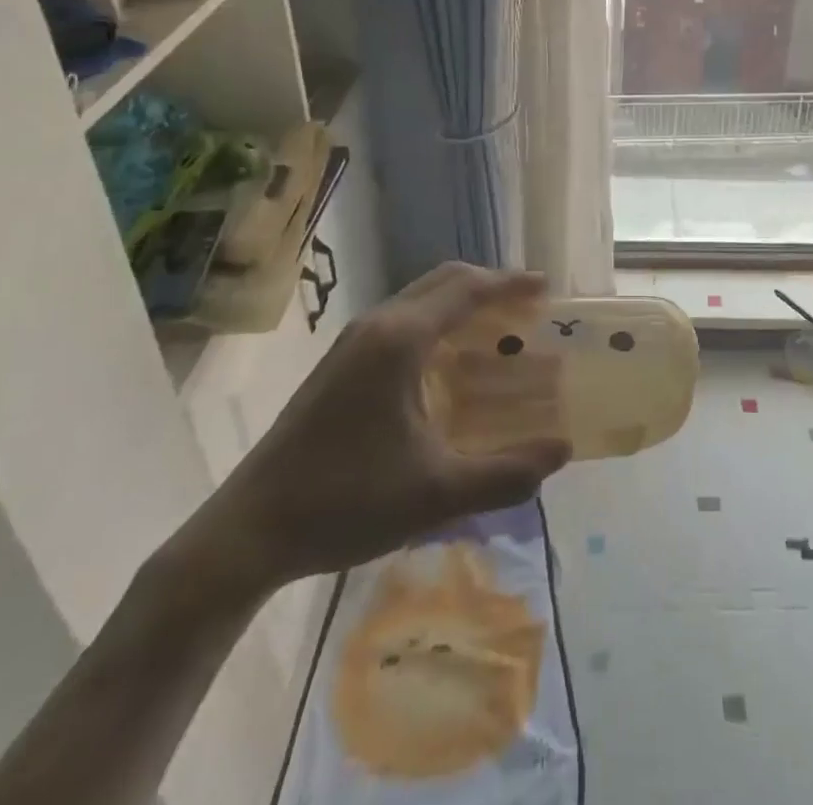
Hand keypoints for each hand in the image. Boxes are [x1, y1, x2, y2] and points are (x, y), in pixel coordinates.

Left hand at [168, 264, 571, 598]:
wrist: (249, 531)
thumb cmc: (345, 503)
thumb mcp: (437, 494)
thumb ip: (506, 473)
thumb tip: (562, 451)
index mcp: (401, 341)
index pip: (467, 290)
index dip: (510, 284)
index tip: (546, 287)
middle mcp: (377, 325)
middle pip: (443, 282)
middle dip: (489, 285)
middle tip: (529, 306)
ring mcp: (353, 343)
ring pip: (420, 299)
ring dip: (462, 303)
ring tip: (498, 330)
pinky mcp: (340, 363)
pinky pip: (402, 320)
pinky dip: (438, 323)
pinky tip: (450, 364)